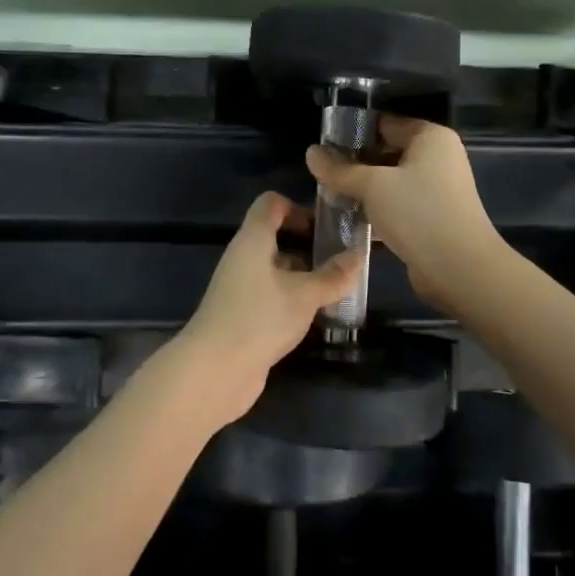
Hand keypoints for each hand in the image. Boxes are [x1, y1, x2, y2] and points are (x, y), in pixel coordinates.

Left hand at [174, 192, 363, 426]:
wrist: (214, 371)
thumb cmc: (259, 318)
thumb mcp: (304, 295)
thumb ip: (333, 276)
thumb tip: (360, 255)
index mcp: (253, 239)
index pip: (271, 204)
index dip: (298, 208)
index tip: (326, 227)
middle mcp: (243, 257)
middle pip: (276, 236)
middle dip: (308, 246)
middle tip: (342, 260)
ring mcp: (241, 288)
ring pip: (276, 269)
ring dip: (304, 276)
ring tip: (338, 289)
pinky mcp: (243, 315)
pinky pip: (272, 295)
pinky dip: (293, 299)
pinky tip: (316, 315)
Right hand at [306, 117, 503, 311]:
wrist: (459, 269)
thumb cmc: (418, 213)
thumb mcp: (372, 186)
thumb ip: (339, 169)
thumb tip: (311, 153)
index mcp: (430, 137)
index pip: (385, 124)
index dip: (353, 133)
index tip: (323, 146)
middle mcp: (438, 158)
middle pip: (387, 152)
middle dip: (355, 164)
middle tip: (322, 174)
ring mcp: (438, 189)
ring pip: (391, 182)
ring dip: (364, 190)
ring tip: (330, 196)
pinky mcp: (433, 218)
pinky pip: (398, 205)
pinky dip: (377, 210)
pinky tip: (349, 219)